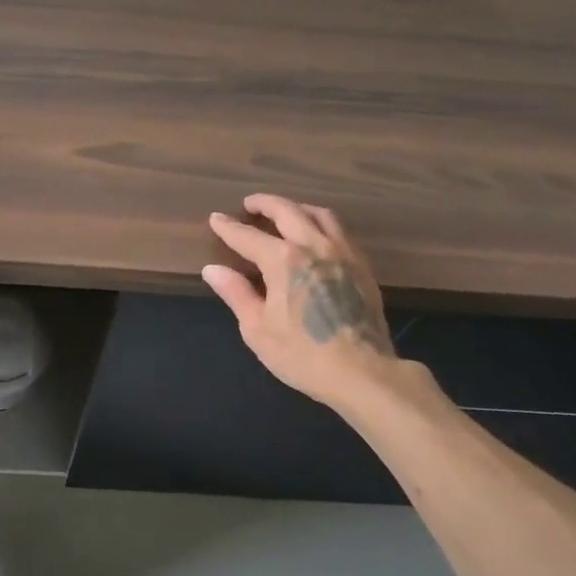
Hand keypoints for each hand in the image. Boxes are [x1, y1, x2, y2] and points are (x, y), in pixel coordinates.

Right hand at [204, 195, 399, 413]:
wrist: (362, 372)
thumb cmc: (302, 354)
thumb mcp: (257, 328)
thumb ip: (236, 293)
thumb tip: (213, 270)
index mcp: (284, 260)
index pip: (248, 236)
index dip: (229, 227)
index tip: (216, 219)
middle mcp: (314, 246)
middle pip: (288, 211)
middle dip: (266, 203)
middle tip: (250, 204)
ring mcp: (343, 253)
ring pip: (319, 215)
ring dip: (297, 208)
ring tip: (284, 213)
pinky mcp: (362, 266)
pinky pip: (340, 231)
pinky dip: (320, 224)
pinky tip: (316, 237)